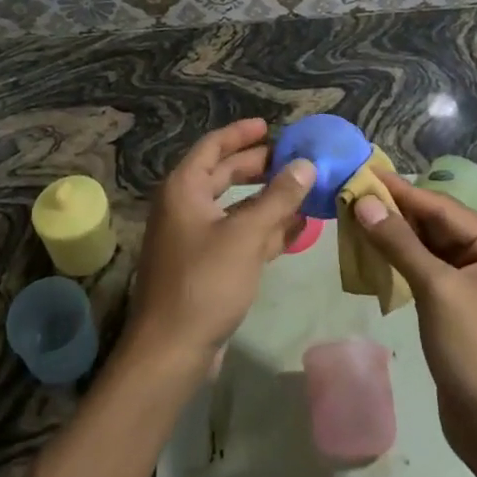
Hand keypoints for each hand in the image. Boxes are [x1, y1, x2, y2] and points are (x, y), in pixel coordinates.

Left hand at [123, 118, 315, 385]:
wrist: (172, 349)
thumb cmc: (204, 282)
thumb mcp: (245, 235)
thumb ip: (277, 198)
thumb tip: (305, 165)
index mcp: (184, 188)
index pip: (213, 146)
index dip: (241, 133)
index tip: (270, 126)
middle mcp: (185, 206)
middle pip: (224, 174)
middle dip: (259, 166)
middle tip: (294, 159)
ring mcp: (194, 238)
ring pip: (235, 208)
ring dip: (268, 200)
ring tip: (304, 191)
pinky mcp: (206, 266)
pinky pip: (238, 237)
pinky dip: (264, 230)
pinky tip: (297, 229)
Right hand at [353, 171, 476, 467]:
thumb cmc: (476, 352)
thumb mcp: (436, 290)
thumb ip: (399, 242)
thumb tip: (364, 202)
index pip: (444, 208)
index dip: (402, 191)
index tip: (365, 173)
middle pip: (438, 226)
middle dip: (396, 214)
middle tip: (353, 195)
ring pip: (431, 250)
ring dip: (396, 238)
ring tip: (356, 218)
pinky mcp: (463, 309)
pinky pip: (429, 273)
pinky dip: (403, 263)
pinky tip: (374, 254)